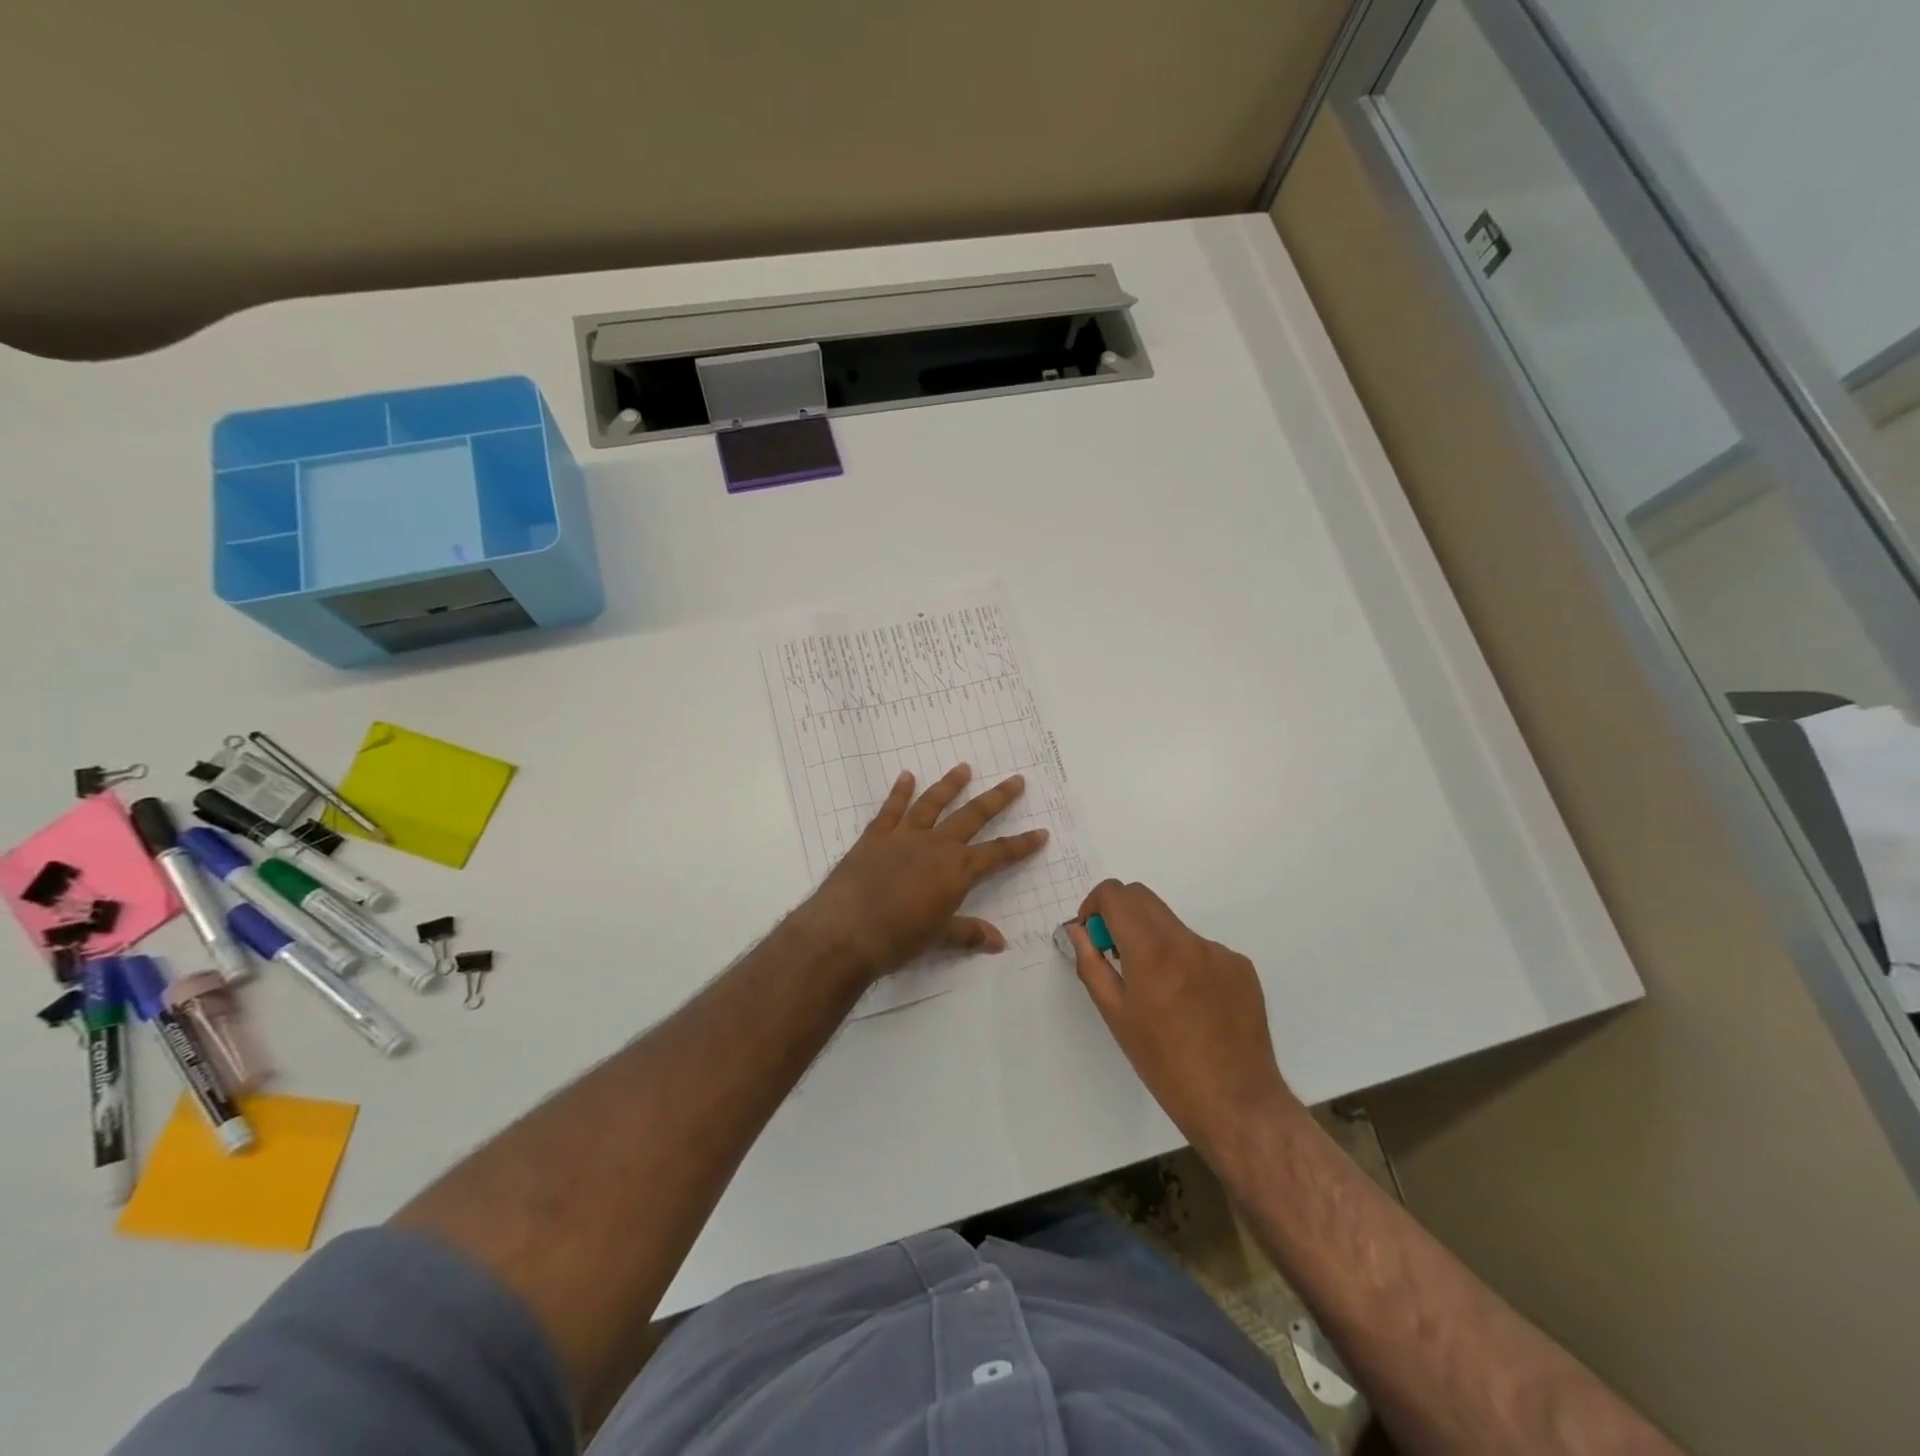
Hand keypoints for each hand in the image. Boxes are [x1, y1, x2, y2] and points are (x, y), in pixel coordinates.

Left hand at [801, 764, 1049, 981]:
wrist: (846, 931)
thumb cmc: (898, 939)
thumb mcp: (938, 938)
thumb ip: (968, 933)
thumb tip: (999, 942)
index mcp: (957, 870)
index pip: (998, 854)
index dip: (1022, 844)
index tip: (1041, 832)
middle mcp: (936, 845)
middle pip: (973, 816)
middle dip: (997, 798)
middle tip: (1016, 780)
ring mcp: (904, 836)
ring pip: (933, 803)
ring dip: (950, 785)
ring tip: (964, 767)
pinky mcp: (875, 837)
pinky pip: (891, 809)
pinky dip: (900, 791)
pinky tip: (907, 776)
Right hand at [1066, 880, 1298, 1157]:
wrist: (1236, 1102)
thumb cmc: (1164, 1064)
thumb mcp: (1115, 1015)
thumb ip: (1091, 964)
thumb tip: (1079, 931)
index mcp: (1151, 951)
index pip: (1115, 894)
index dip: (1094, 904)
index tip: (1092, 933)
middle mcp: (1187, 940)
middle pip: (1143, 898)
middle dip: (1120, 915)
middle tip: (1116, 955)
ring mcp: (1219, 952)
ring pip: (1172, 926)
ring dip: (1154, 941)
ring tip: (1159, 993)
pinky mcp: (1241, 967)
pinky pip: (1201, 949)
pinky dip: (1185, 962)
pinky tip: (1191, 1004)